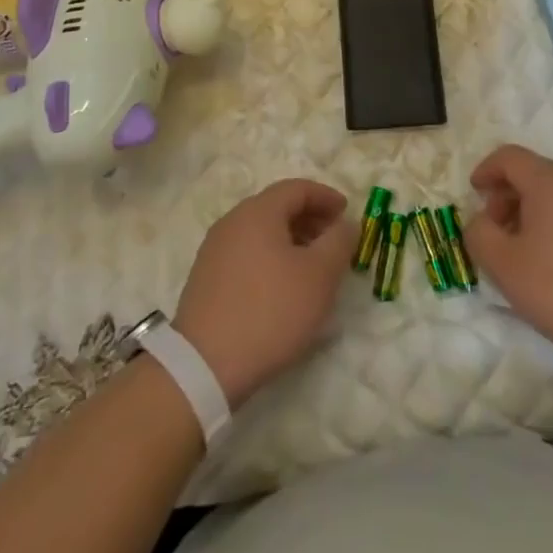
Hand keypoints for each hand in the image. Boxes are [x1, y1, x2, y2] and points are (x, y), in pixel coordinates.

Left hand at [172, 179, 355, 407]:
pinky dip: (270, 257)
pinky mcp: (206, 277)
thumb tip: (345, 223)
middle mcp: (232, 221)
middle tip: (334, 241)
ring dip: (291, 240)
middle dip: (310, 219)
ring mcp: (215, 249)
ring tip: (312, 267)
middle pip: (277, 207)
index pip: (297, 188)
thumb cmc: (271, 310)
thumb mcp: (319, 276)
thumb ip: (339, 241)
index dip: (326, 196)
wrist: (205, 364)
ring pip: (261, 232)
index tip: (347, 213)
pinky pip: (246, 253)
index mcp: (258, 211)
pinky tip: (282, 287)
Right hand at [463, 144, 552, 375]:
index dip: (486, 170)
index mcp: (547, 182)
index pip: (509, 156)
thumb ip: (480, 236)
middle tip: (493, 232)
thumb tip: (480, 222)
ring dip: (529, 216)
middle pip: (532, 175)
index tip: (474, 195)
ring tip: (521, 256)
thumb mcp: (507, 267)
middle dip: (505, 197)